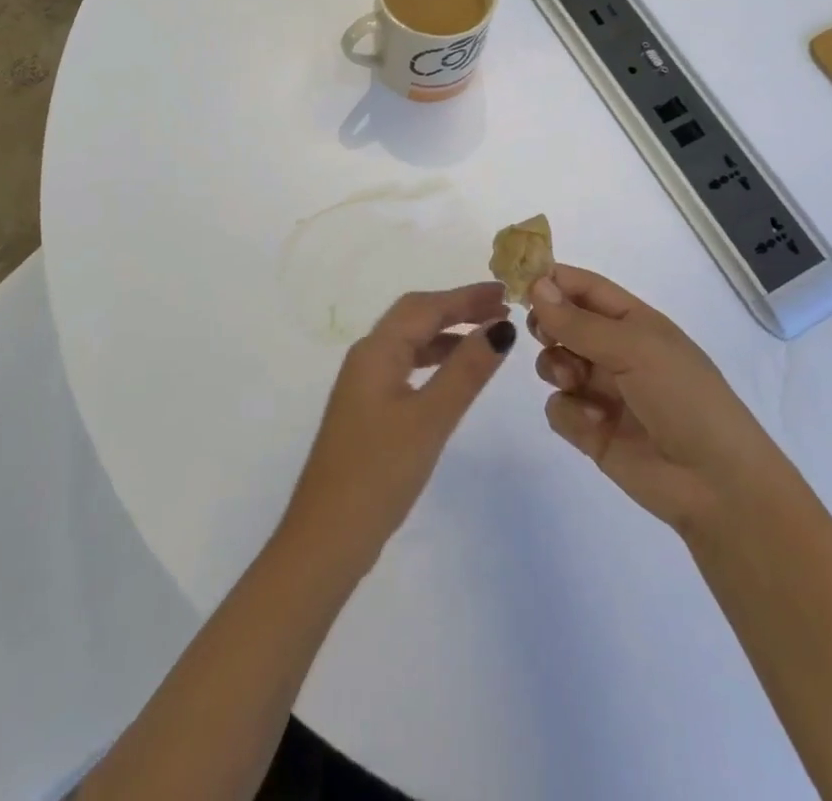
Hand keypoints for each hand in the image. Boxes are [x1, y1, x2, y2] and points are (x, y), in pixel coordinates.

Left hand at [280, 284, 516, 577]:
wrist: (326, 539)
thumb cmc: (379, 473)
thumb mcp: (430, 419)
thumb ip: (466, 371)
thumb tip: (501, 326)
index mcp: (376, 351)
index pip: (425, 306)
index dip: (466, 295)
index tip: (505, 292)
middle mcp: (366, 358)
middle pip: (415, 316)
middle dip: (457, 307)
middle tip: (501, 308)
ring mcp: (364, 385)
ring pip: (410, 341)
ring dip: (447, 333)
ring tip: (488, 336)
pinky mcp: (367, 410)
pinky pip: (405, 366)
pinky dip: (434, 359)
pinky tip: (454, 374)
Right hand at [529, 265, 767, 535]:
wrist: (716, 485)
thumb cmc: (684, 397)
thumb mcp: (634, 348)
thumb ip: (579, 321)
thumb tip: (536, 284)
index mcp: (634, 321)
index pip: (584, 287)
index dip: (552, 280)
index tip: (518, 282)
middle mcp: (615, 351)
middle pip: (562, 323)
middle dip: (547, 325)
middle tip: (544, 334)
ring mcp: (602, 391)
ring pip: (553, 363)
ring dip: (556, 368)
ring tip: (575, 382)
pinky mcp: (592, 431)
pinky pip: (559, 408)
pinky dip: (570, 412)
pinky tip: (595, 424)